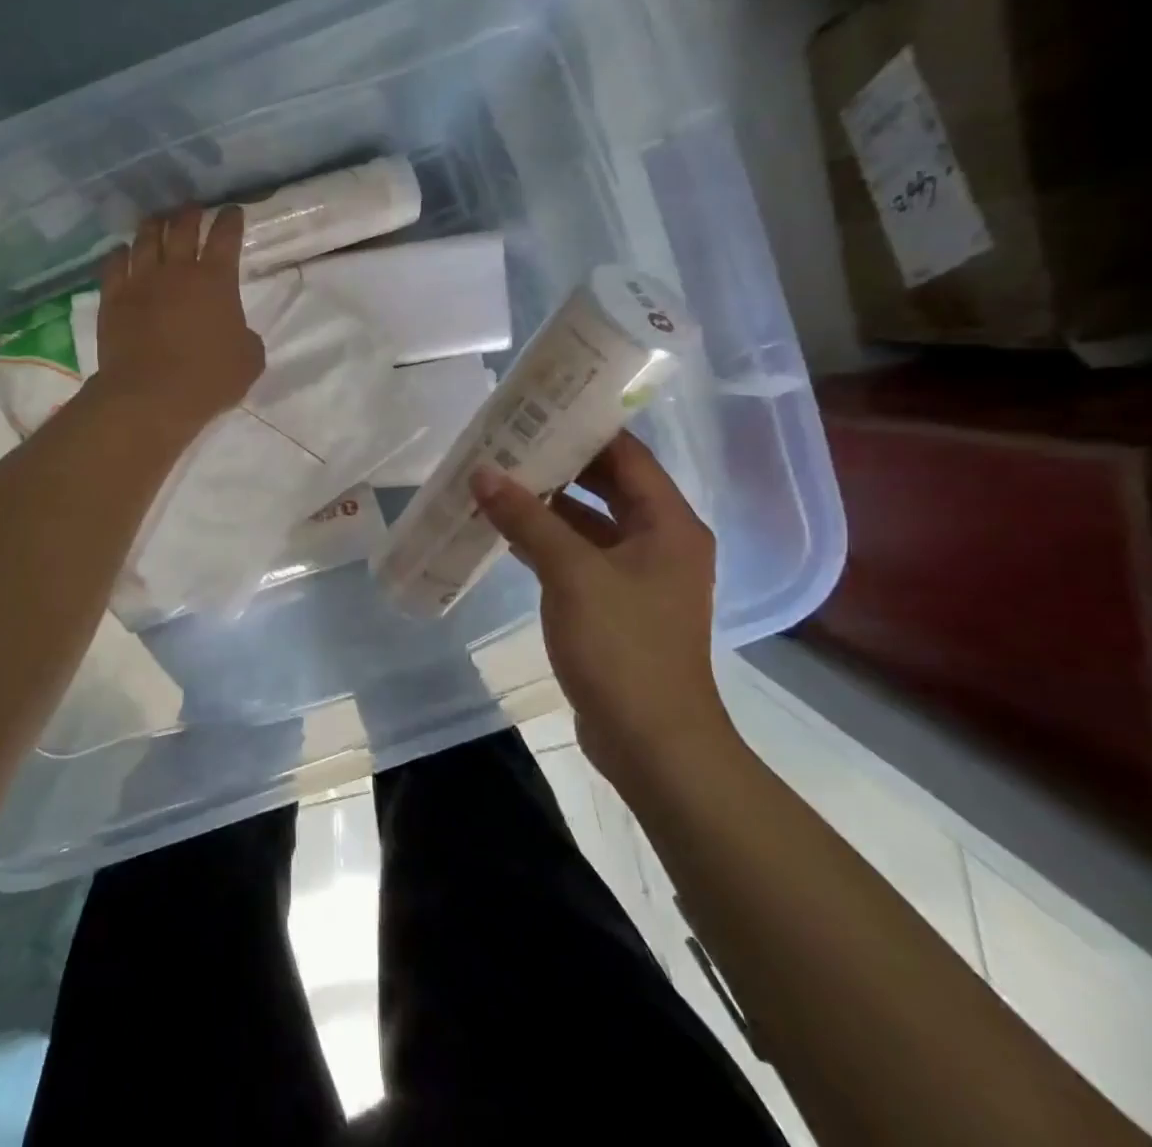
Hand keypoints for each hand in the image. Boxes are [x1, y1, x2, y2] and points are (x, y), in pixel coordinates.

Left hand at [90, 204, 265, 435]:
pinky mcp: (113, 299)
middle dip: (190, 213)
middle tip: (192, 208)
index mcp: (216, 280)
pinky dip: (119, 254)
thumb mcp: (249, 360)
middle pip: (182, 228)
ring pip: (146, 239)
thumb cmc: (207, 379)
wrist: (150, 396)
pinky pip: (114, 265)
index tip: (232, 210)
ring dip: (154, 225)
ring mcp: (141, 281)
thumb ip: (246, 337)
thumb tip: (237, 332)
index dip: (230, 220)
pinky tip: (121, 251)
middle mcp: (177, 270)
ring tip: (157, 219)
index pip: (225, 237)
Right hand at [469, 434, 735, 787]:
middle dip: (559, 465)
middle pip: (608, 486)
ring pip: (590, 523)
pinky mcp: (617, 606)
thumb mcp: (571, 574)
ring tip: (497, 480)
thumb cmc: (623, 647)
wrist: (652, 742)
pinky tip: (506, 533)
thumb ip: (527, 519)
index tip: (537, 409)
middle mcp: (661, 542)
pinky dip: (547, 542)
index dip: (584, 429)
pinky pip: (580, 557)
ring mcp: (639, 576)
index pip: (627, 456)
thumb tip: (483, 473)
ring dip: (548, 505)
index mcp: (668, 524)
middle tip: (507, 442)